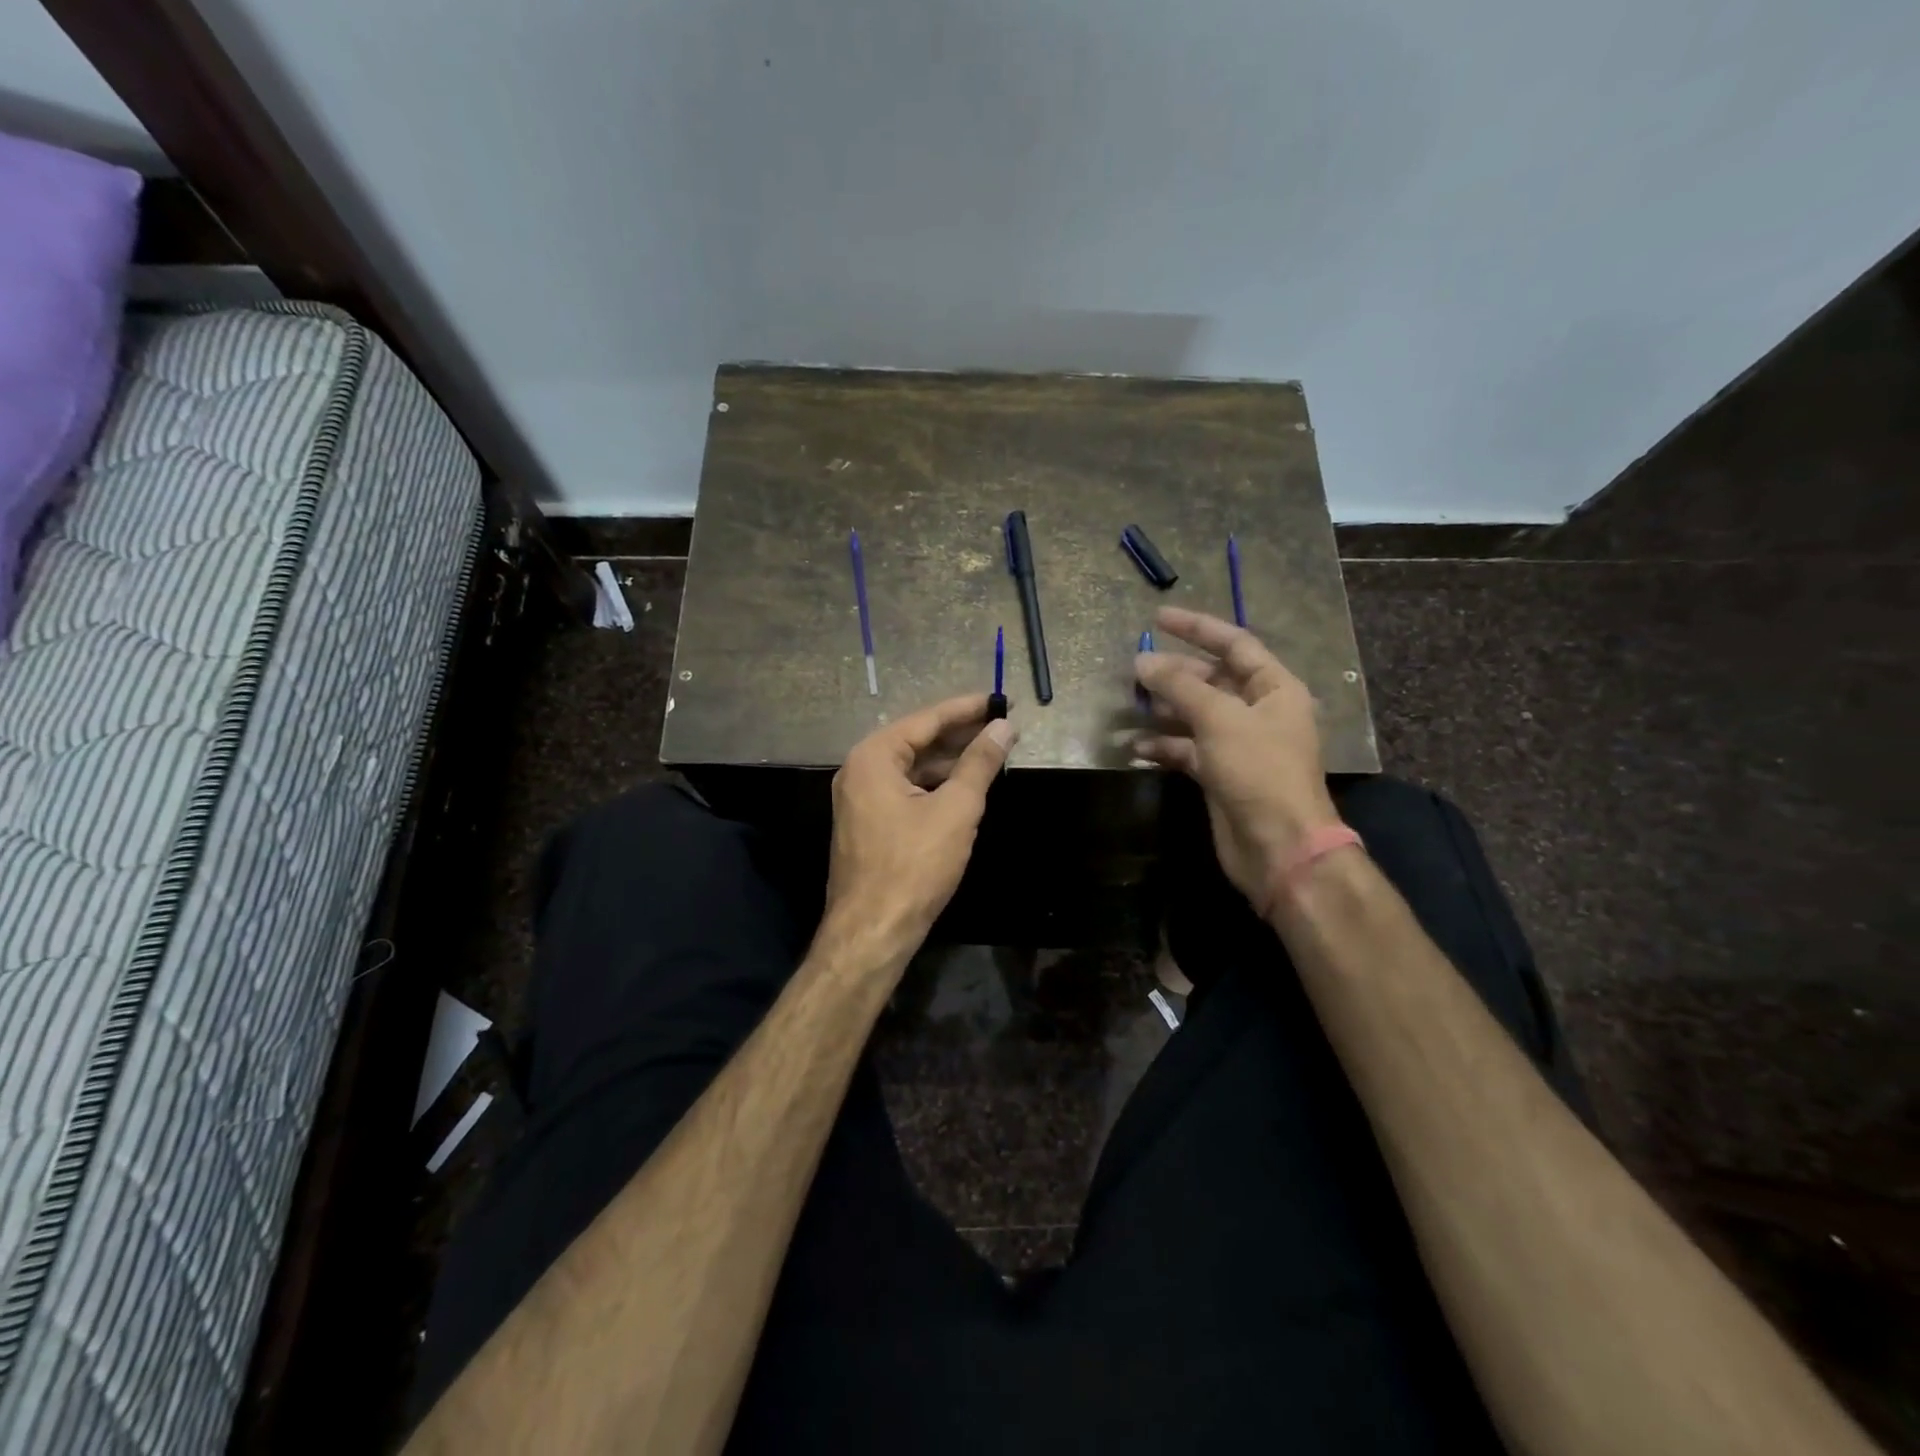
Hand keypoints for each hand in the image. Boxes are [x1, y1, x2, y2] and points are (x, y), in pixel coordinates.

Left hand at [822, 694, 1016, 960]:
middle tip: (1002, 726)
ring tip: (992, 753)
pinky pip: (905, 790)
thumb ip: (980, 763)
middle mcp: (860, 770)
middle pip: (917, 740)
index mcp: (874, 757)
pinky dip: (935, 785)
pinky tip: (965, 787)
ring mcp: (860, 798)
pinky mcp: (868, 823)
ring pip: (912, 768)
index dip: (965, 709)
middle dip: (959, 734)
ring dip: (949, 761)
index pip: (926, 719)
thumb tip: (1004, 727)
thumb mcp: (956, 809)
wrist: (872, 931)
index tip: (998, 699)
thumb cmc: (914, 865)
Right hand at [1134, 606, 1341, 909]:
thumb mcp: (1219, 719)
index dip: (1197, 627)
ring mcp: (1238, 744)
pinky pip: (1187, 749)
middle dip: (1174, 673)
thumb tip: (1142, 661)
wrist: (1277, 845)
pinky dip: (1163, 747)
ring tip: (1131, 704)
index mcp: (1274, 688)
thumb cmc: (1258, 770)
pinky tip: (1135, 749)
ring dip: (1164, 710)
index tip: (1158, 618)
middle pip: (1211, 680)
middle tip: (1136, 670)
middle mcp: (1257, 711)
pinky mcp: (1220, 774)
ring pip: (1195, 715)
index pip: (1234, 644)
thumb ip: (1180, 686)